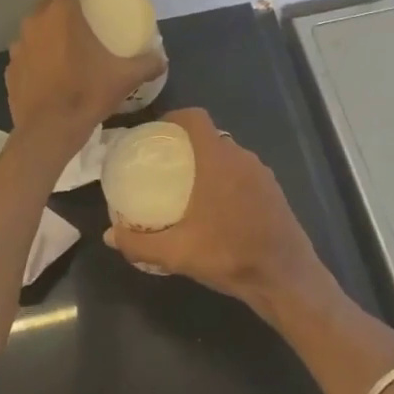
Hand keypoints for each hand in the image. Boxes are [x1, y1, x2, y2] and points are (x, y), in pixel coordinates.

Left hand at [7, 0, 163, 144]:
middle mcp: (35, 24)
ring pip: (34, 29)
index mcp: (62, 16)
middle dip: (64, 7)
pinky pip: (26, 54)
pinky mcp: (10, 69)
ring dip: (48, 32)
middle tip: (83, 20)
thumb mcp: (124, 78)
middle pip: (49, 3)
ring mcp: (18, 47)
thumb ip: (147, 64)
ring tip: (65, 46)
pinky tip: (49, 72)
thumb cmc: (86, 94)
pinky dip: (36, 57)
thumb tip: (162, 59)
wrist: (49, 131)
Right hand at [103, 108, 328, 312]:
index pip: (196, 118)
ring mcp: (262, 173)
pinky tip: (217, 208)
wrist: (284, 276)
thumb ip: (139, 243)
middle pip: (211, 137)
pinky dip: (228, 179)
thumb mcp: (177, 252)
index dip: (175, 117)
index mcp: (218, 160)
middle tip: (166, 164)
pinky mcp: (274, 191)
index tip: (157, 131)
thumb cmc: (229, 254)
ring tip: (188, 186)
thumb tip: (109, 235)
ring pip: (230, 156)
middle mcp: (242, 158)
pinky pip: (244, 173)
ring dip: (209, 163)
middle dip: (188, 145)